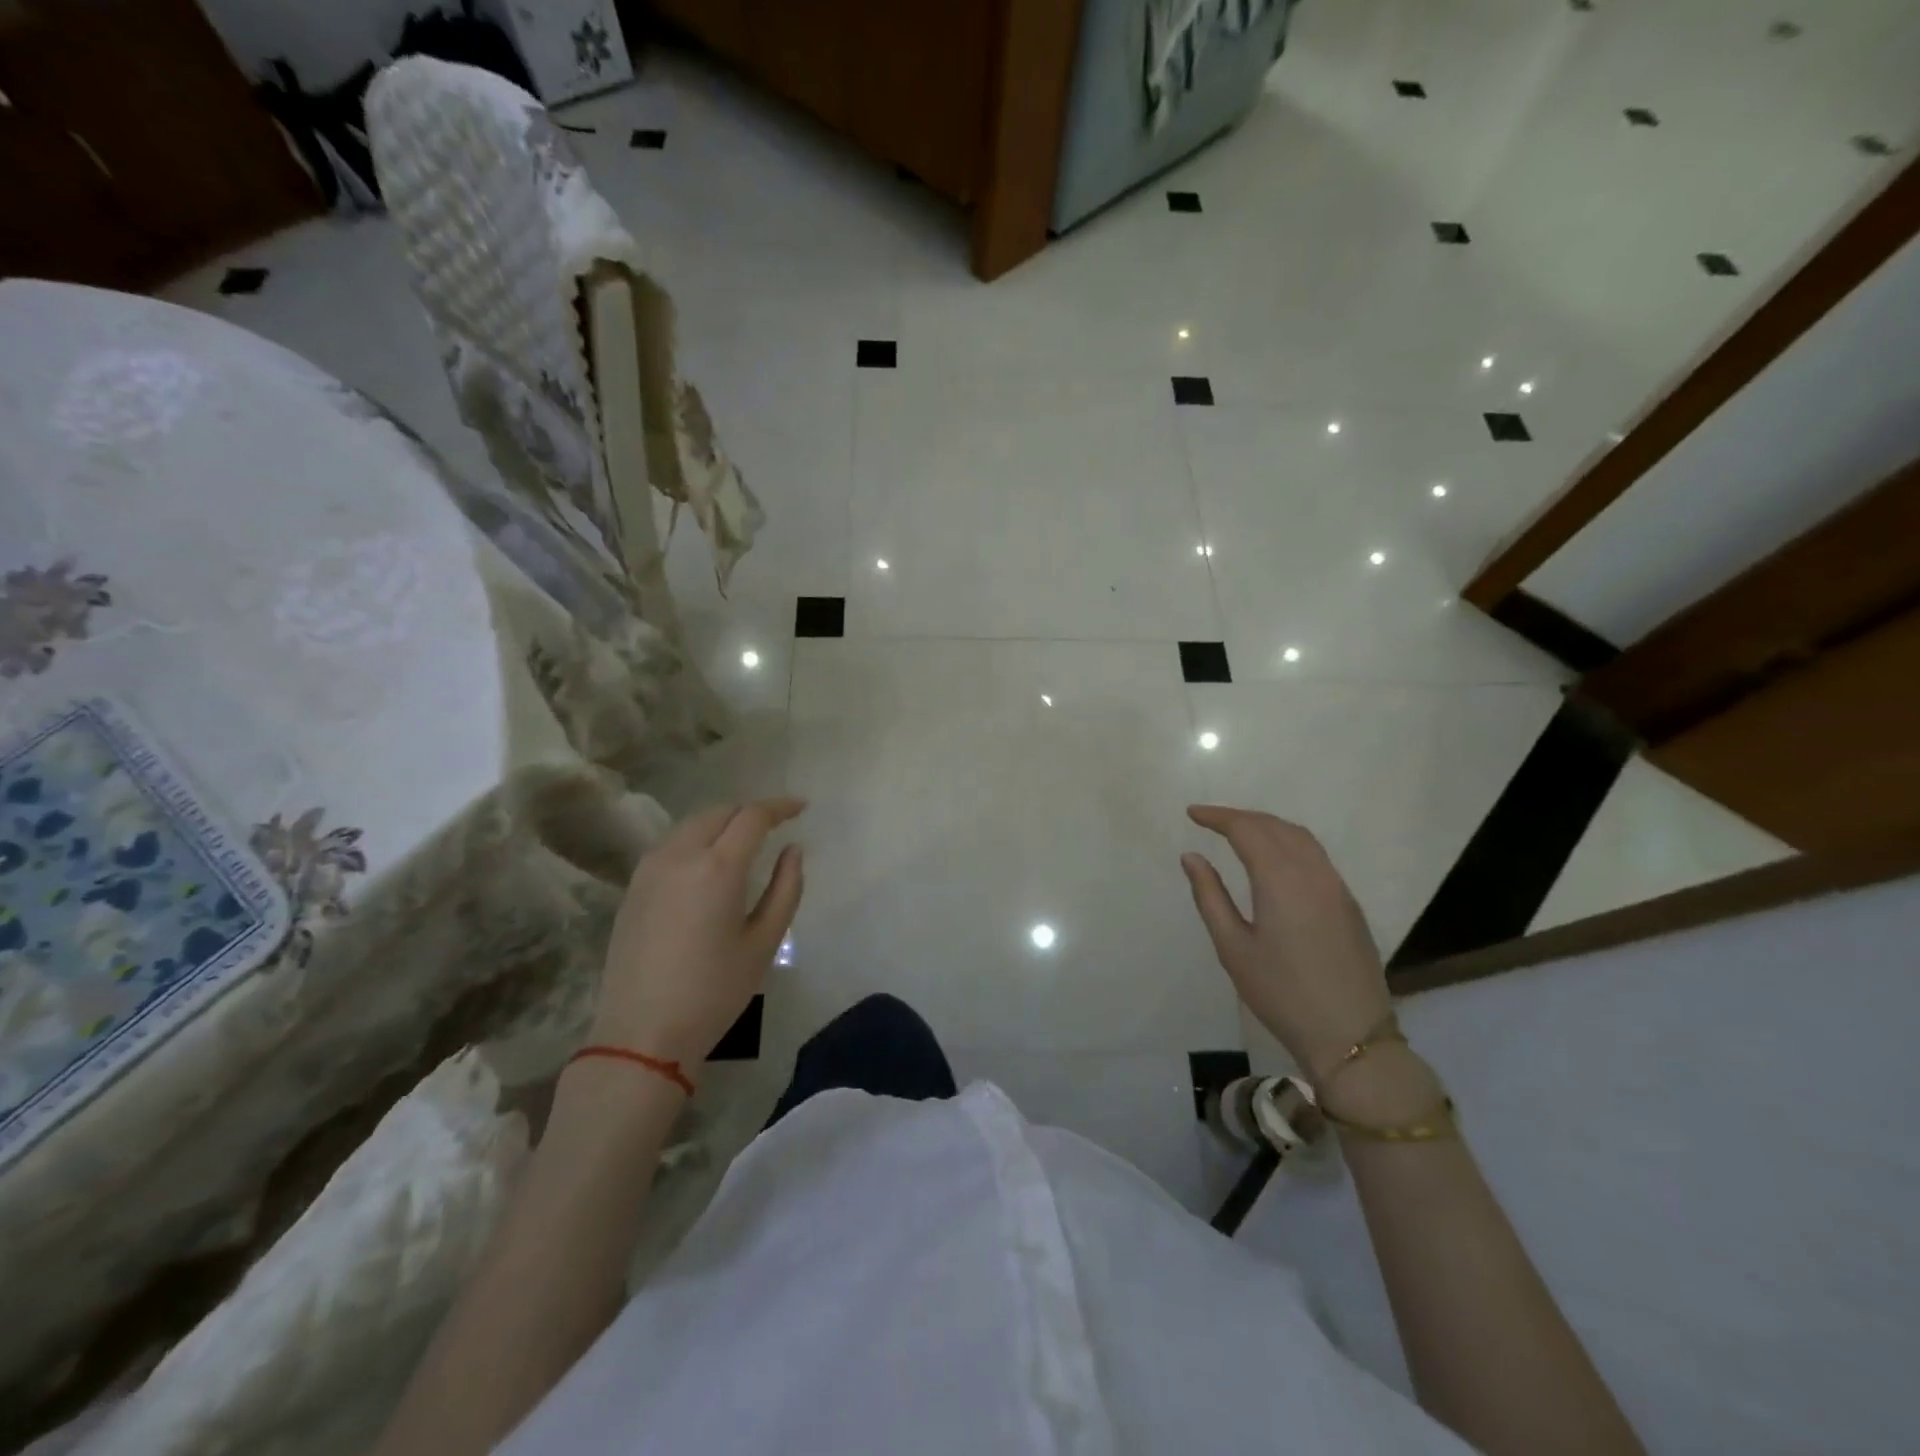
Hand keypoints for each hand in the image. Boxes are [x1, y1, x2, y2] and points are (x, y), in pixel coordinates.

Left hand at [590, 798, 804, 1070]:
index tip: (801, 807)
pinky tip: (709, 861)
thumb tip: (793, 850)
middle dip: (750, 811)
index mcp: (718, 867)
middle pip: (719, 812)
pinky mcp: (633, 887)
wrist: (642, 1034)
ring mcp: (650, 869)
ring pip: (692, 825)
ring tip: (745, 838)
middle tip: (776, 823)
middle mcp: (680, 855)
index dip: (780, 806)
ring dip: (722, 822)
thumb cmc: (714, 991)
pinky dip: (697, 839)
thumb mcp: (764, 942)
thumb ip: (786, 888)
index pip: (752, 816)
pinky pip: (672, 845)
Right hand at [1180, 805, 1391, 1077]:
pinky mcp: (1348, 903)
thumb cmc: (1281, 993)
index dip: (1218, 817)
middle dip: (1241, 817)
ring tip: (1239, 832)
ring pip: (1300, 837)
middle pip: (1275, 826)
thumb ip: (1210, 896)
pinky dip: (1288, 842)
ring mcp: (1336, 887)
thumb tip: (1192, 857)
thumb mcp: (1233, 947)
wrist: (1351, 1036)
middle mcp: (1313, 872)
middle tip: (1210, 821)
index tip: (1192, 813)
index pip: (1247, 829)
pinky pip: (1316, 855)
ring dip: (1267, 826)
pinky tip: (1274, 858)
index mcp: (1281, 879)